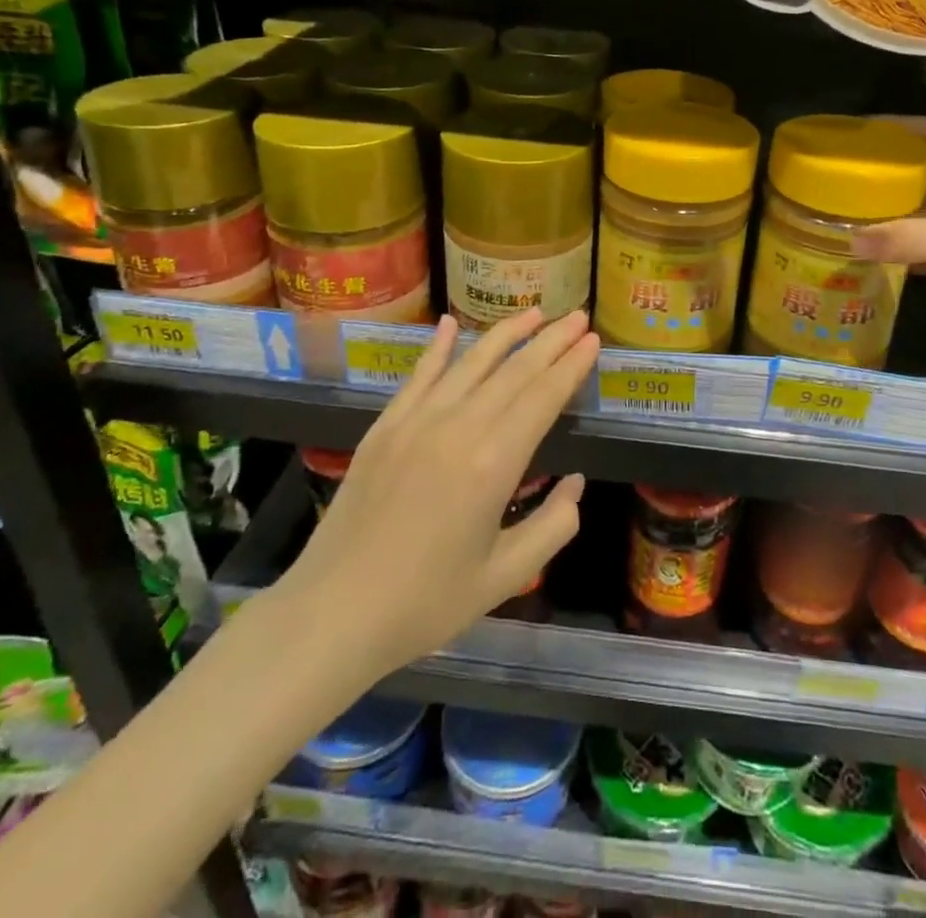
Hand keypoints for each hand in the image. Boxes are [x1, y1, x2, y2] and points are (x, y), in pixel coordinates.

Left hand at [275, 309, 598, 681]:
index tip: (593, 341)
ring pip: (470, 364)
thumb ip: (553, 526)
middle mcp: (457, 427)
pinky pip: (418, 376)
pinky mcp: (384, 427)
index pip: (543, 397)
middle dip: (550, 340)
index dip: (571, 366)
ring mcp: (416, 422)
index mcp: (493, 463)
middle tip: (578, 317)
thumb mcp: (505, 577)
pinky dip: (438, 348)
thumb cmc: (426, 603)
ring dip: (506, 334)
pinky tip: (450, 324)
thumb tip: (575, 483)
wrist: (332, 614)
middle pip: (513, 371)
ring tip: (535, 312)